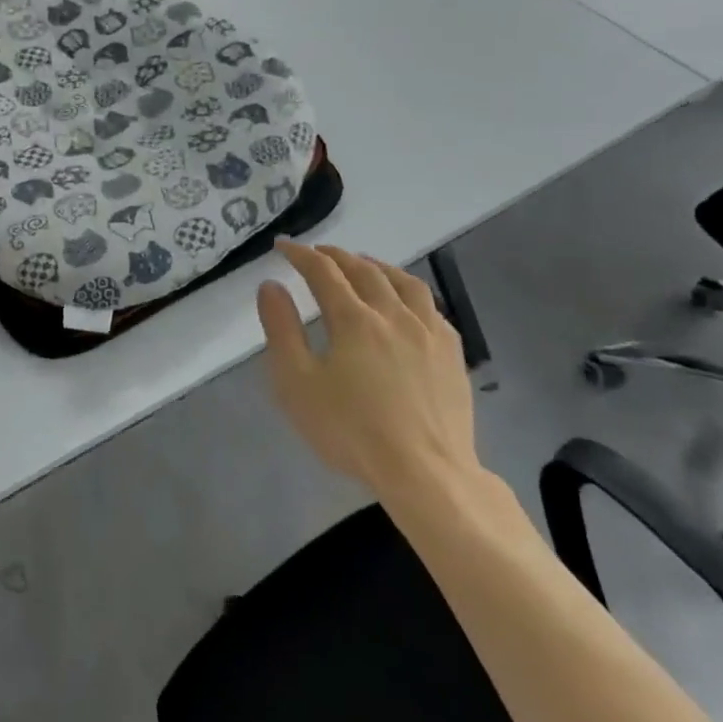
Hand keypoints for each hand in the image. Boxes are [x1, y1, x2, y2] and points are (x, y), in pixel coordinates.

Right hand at [257, 240, 480, 502]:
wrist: (427, 475)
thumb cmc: (352, 430)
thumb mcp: (297, 383)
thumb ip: (281, 329)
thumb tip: (271, 285)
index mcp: (354, 319)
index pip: (323, 271)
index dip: (300, 254)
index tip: (282, 246)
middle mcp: (393, 314)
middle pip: (364, 270)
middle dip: (336, 255)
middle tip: (317, 253)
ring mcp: (429, 333)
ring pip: (404, 282)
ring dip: (377, 266)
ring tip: (362, 265)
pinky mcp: (452, 355)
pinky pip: (431, 307)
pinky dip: (409, 292)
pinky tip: (405, 304)